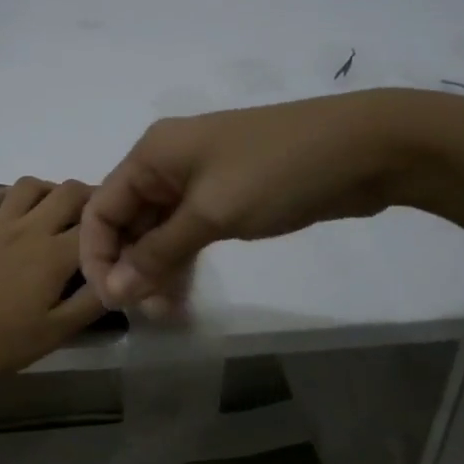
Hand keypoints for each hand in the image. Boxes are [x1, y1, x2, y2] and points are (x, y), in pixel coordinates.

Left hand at [0, 177, 105, 439]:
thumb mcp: (49, 336)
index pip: (99, 225)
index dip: (120, 225)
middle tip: (97, 222)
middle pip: (68, 192)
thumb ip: (87, 306)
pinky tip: (13, 209)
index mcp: (54, 255)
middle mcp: (29, 228)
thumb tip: (119, 281)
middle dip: (91, 198)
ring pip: (29, 186)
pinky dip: (9, 195)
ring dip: (50, 190)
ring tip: (57, 212)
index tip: (131, 234)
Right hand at [81, 92, 423, 312]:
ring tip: (168, 312)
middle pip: (127, 221)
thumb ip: (158, 253)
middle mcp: (167, 165)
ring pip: (158, 231)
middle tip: (150, 314)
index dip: (98, 256)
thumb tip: (115, 292)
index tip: (113, 303)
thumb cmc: (276, 172)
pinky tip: (183, 294)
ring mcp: (199, 181)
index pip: (101, 209)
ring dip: (156, 270)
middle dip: (130, 268)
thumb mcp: (211, 212)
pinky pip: (188, 232)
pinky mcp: (227, 198)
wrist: (365, 149)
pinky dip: (182, 260)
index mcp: (152, 155)